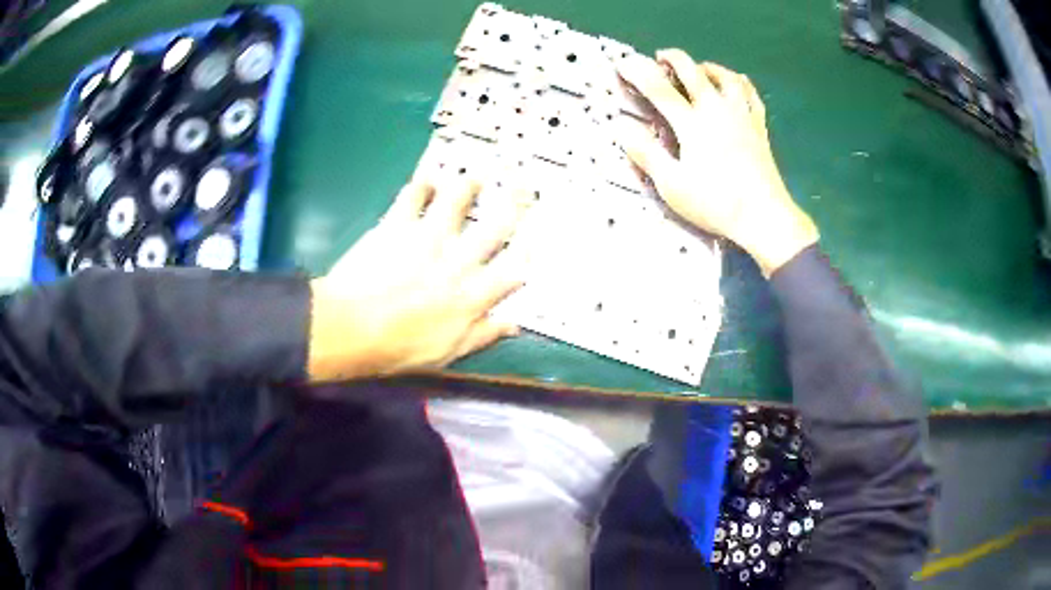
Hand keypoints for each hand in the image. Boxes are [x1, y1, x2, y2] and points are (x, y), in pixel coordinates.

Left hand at [307, 178, 523, 381]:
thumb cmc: (399, 348)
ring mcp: (428, 238)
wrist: (352, 328)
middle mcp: (458, 261)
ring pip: (456, 201)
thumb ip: (483, 335)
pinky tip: (425, 181)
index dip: (528, 251)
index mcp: (472, 295)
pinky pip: (413, 196)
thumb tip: (514, 325)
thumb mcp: (448, 353)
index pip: (512, 269)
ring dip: (468, 185)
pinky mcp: (398, 225)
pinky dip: (420, 185)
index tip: (535, 238)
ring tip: (474, 176)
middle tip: (524, 186)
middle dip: (515, 204)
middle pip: (495, 226)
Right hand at [616, 50, 818, 275]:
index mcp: (692, 124)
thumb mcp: (672, 185)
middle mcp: (716, 110)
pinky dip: (738, 82)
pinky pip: (750, 94)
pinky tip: (733, 85)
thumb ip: (646, 154)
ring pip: (725, 76)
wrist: (763, 216)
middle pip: (693, 71)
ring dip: (707, 67)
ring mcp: (741, 116)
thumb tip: (622, 129)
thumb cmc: (715, 203)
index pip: (659, 89)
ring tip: (698, 69)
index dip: (638, 72)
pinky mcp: (758, 126)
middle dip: (673, 58)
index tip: (623, 63)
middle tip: (661, 59)